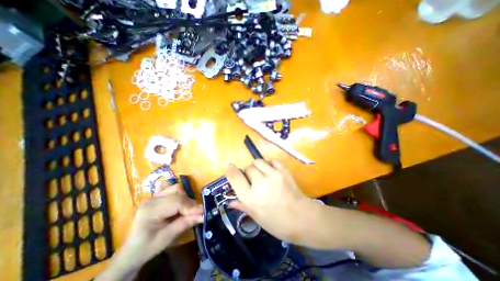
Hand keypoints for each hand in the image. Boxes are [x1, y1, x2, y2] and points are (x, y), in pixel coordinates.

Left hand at [96, 183, 202, 280]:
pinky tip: (180, 201)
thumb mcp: (167, 237)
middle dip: (189, 203)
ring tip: (187, 209)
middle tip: (196, 213)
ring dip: (185, 197)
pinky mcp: (156, 196)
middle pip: (177, 193)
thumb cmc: (147, 247)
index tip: (203, 212)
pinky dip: (178, 193)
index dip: (191, 206)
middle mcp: (152, 199)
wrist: (131, 252)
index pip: (177, 202)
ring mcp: (153, 196)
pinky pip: (170, 188)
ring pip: (176, 188)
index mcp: (151, 209)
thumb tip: (203, 215)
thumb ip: (186, 223)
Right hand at [226, 161, 311, 242]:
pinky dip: (269, 164)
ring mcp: (273, 175)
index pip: (235, 177)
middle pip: (248, 167)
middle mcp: (260, 183)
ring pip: (258, 161)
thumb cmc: (277, 223)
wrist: (302, 219)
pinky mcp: (283, 171)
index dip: (230, 170)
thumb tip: (230, 201)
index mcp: (251, 197)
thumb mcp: (257, 217)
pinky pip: (271, 160)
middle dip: (248, 172)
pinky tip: (271, 171)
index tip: (229, 167)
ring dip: (257, 166)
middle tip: (253, 180)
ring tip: (262, 174)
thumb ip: (243, 205)